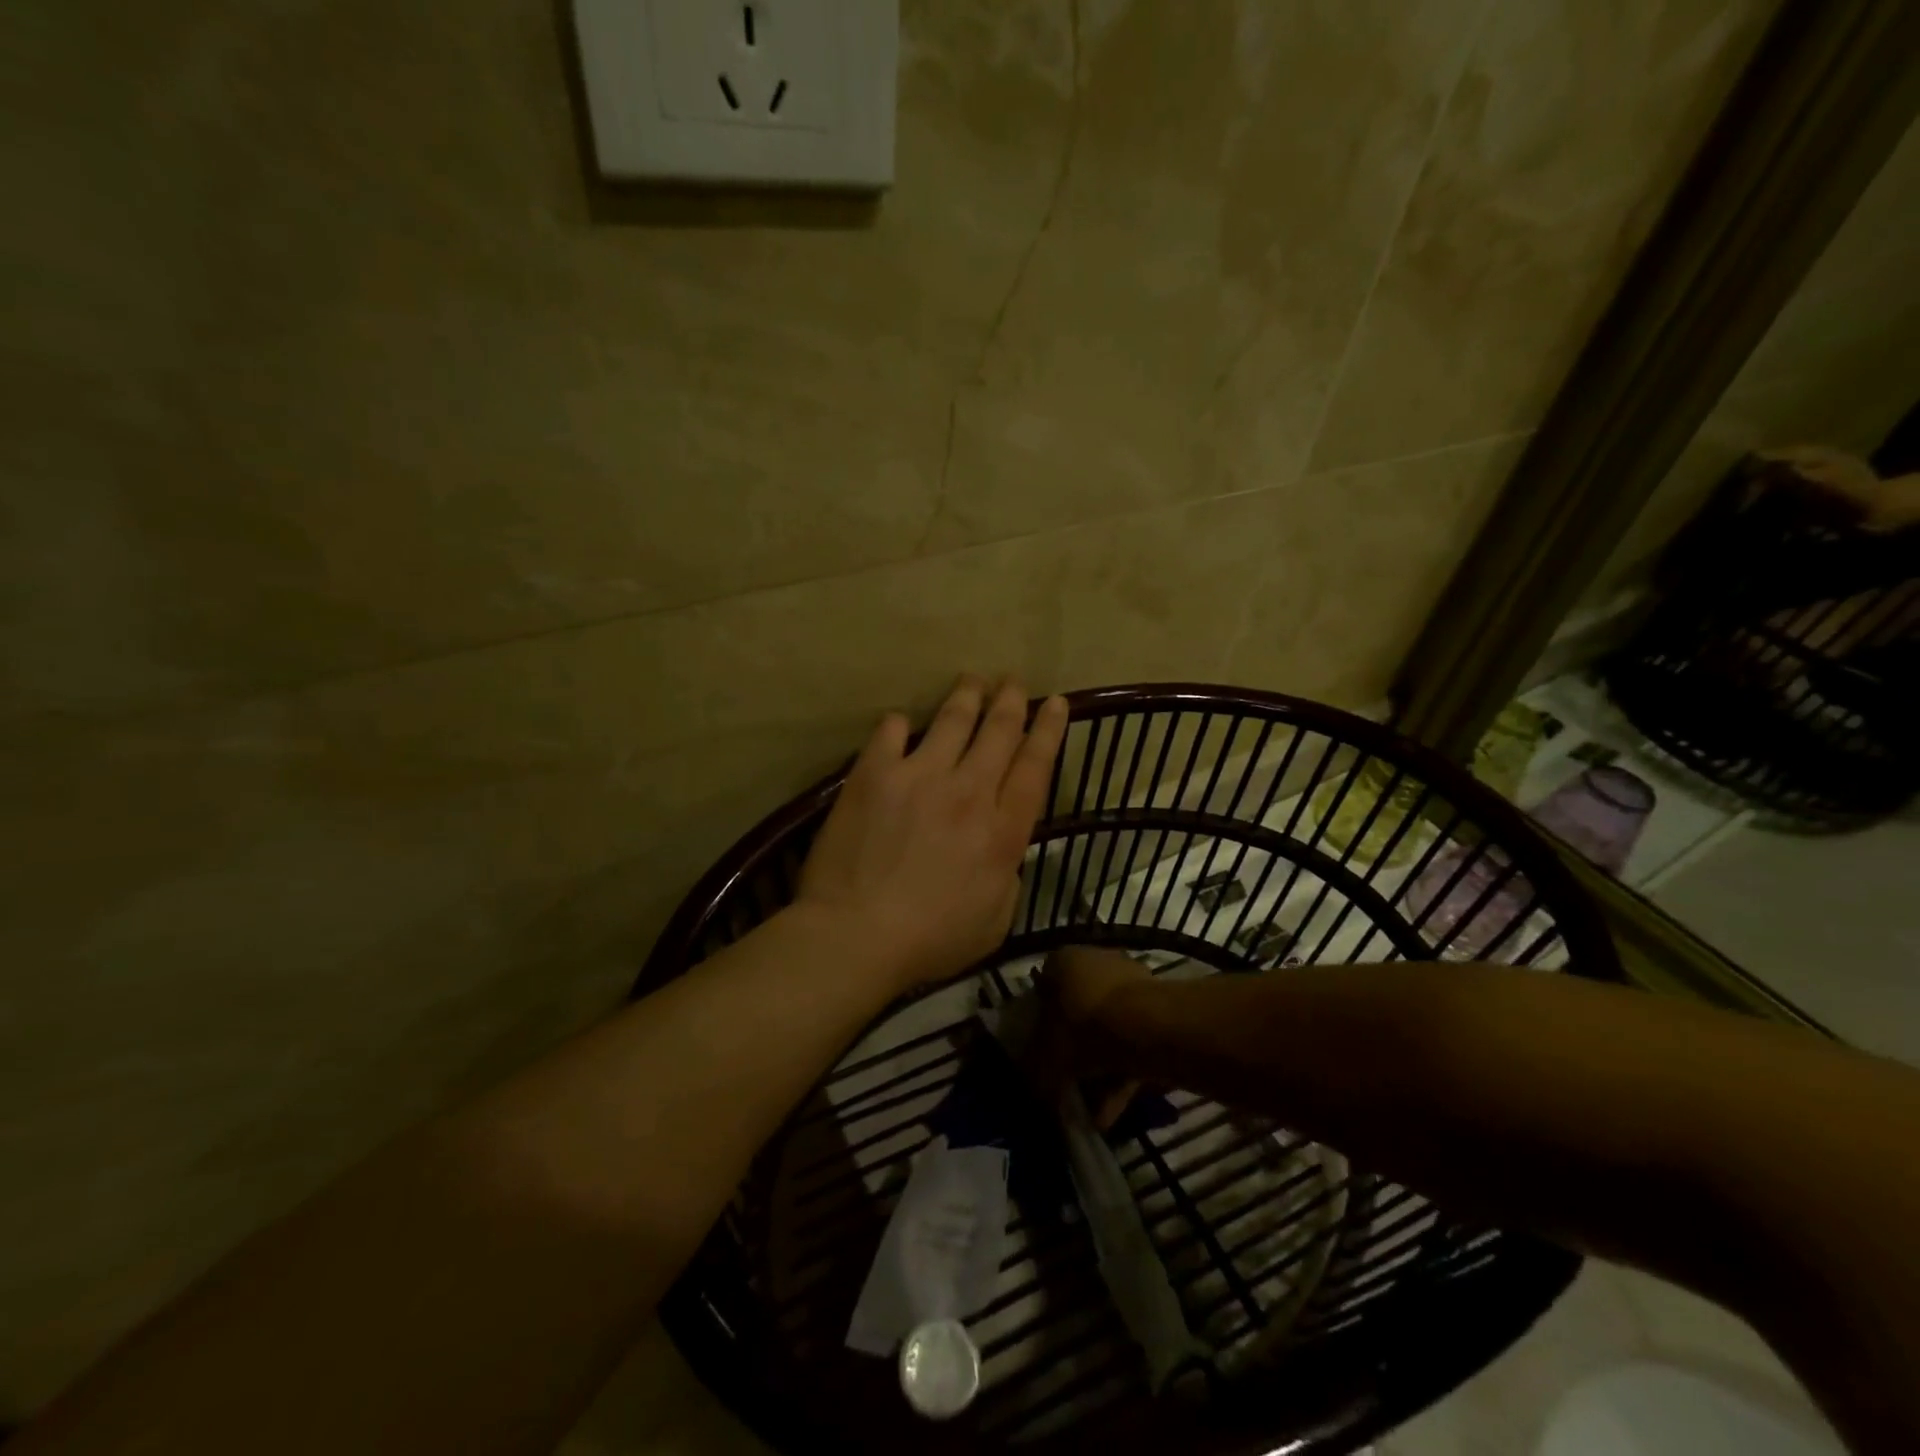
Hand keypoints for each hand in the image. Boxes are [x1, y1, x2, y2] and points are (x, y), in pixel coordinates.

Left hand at [793, 676, 1069, 993]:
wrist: (856, 933)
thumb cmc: (930, 940)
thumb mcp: (995, 920)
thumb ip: (1006, 873)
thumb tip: (1004, 846)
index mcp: (1002, 830)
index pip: (1035, 767)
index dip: (1049, 730)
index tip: (1056, 702)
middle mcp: (968, 792)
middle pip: (998, 732)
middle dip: (1010, 701)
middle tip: (1012, 681)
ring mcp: (920, 776)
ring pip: (952, 720)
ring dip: (966, 696)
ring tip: (972, 680)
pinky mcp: (875, 774)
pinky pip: (891, 732)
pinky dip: (899, 723)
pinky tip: (900, 721)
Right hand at [1034, 944, 1152, 1127]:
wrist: (1148, 1028)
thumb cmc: (1085, 1028)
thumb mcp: (1047, 1056)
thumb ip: (1035, 1071)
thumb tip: (1033, 1089)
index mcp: (1062, 961)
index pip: (1044, 989)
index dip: (1041, 1024)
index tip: (1043, 1053)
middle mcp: (1096, 960)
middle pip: (1079, 1011)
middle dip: (1076, 1053)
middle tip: (1071, 1086)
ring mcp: (1130, 981)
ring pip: (1108, 1030)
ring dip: (1102, 1071)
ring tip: (1098, 1112)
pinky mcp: (1158, 1005)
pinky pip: (1133, 1041)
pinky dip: (1125, 1072)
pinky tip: (1118, 1108)